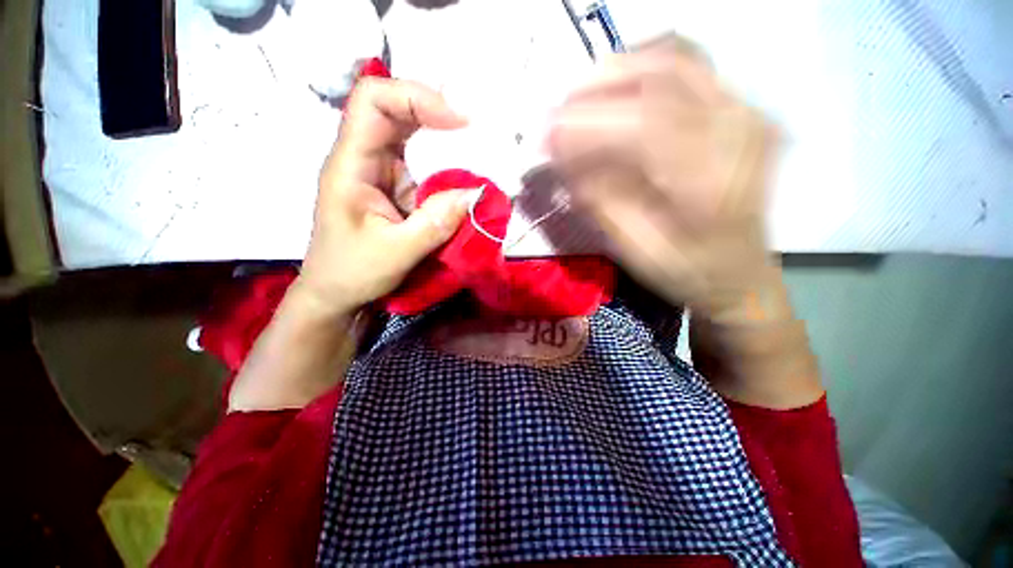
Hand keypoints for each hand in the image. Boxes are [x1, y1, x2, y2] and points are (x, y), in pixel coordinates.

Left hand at [297, 78, 471, 316]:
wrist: (337, 295)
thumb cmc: (352, 273)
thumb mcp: (396, 252)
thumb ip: (436, 223)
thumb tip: (476, 194)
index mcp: (351, 165)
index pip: (373, 101)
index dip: (416, 97)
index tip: (458, 121)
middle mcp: (366, 159)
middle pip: (399, 113)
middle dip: (439, 119)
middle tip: (478, 136)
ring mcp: (383, 174)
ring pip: (416, 142)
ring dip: (448, 149)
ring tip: (479, 160)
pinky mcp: (398, 191)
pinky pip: (426, 171)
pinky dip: (448, 174)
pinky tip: (466, 186)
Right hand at [547, 36, 778, 314]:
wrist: (738, 273)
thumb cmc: (685, 270)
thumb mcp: (635, 249)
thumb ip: (599, 200)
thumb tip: (562, 157)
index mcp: (710, 179)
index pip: (643, 124)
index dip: (587, 122)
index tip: (547, 135)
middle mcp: (737, 130)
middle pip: (662, 72)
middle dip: (598, 88)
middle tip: (560, 115)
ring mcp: (747, 112)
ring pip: (676, 57)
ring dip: (620, 72)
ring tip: (583, 102)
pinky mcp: (742, 109)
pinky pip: (691, 66)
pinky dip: (646, 67)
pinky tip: (621, 91)